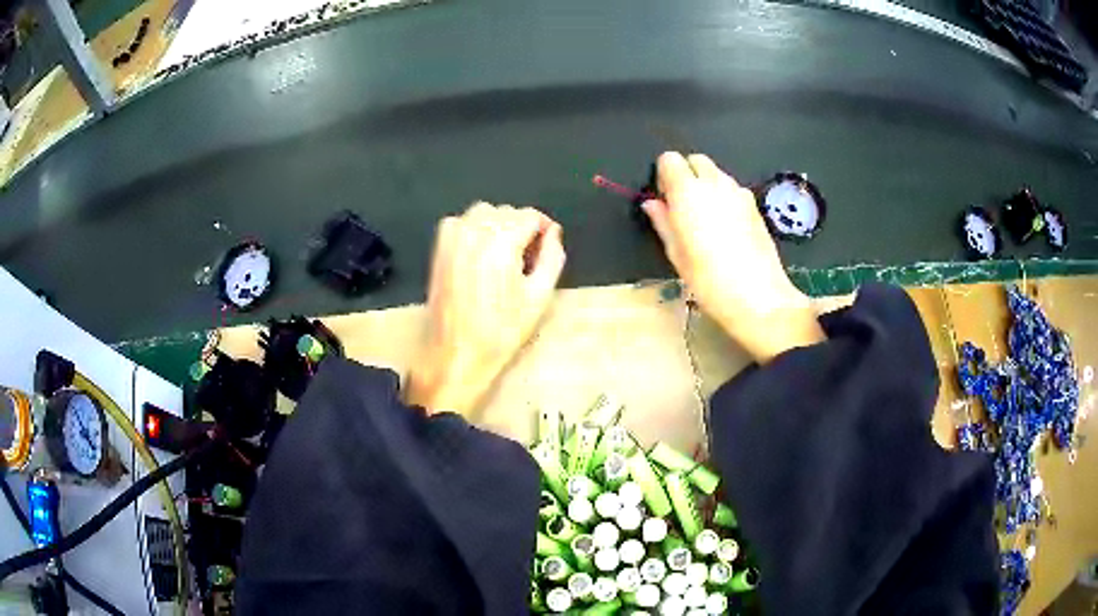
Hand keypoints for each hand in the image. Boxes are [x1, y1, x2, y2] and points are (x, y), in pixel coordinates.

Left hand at [407, 203, 565, 414]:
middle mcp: (475, 230)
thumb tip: (553, 233)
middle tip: (528, 259)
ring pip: (485, 213)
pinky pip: (463, 222)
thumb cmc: (501, 330)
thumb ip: (552, 257)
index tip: (548, 246)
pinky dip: (476, 229)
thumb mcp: (539, 296)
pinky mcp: (440, 247)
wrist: (455, 352)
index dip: (544, 229)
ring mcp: (453, 236)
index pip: (531, 216)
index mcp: (502, 240)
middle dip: (522, 228)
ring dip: (499, 226)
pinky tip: (481, 255)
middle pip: (508, 212)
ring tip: (505, 256)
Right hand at [641, 152, 824, 362]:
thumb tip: (652, 203)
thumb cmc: (710, 281)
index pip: (669, 159)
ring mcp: (739, 193)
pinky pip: (733, 190)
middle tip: (683, 207)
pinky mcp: (755, 206)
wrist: (760, 299)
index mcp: (688, 192)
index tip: (664, 199)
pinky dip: (724, 198)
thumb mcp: (677, 255)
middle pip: (696, 159)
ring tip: (706, 221)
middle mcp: (714, 184)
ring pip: (716, 173)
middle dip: (686, 174)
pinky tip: (726, 229)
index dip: (663, 175)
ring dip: (706, 185)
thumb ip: (663, 222)